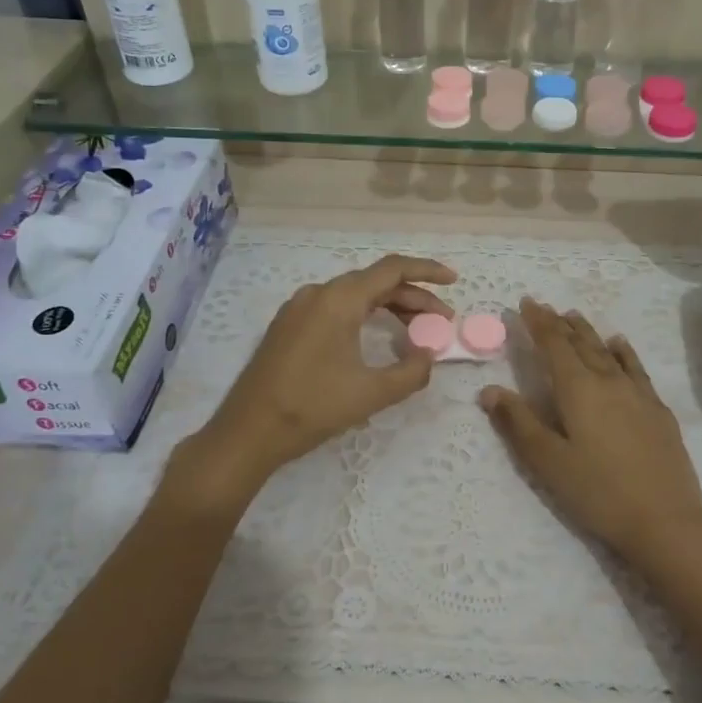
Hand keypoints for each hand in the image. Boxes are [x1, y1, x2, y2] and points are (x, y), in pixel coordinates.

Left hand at [179, 255, 455, 504]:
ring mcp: (298, 308)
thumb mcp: (372, 393)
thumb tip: (428, 356)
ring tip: (416, 330)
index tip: (454, 282)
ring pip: (354, 296)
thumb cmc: (312, 408)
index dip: (427, 272)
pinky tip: (376, 338)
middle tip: (441, 320)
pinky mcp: (288, 326)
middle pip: (375, 282)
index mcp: (339, 299)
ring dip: (389, 307)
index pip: (392, 269)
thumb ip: (411, 372)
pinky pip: (335, 308)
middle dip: (413, 297)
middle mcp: (318, 293)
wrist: (248, 432)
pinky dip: (364, 315)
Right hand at [480, 300, 701, 578]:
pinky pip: (636, 367)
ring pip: (608, 351)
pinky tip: (620, 344)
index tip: (526, 302)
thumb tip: (489, 389)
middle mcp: (608, 381)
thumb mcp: (548, 461)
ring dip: (588, 332)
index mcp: (578, 389)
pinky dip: (623, 351)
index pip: (553, 345)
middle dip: (560, 324)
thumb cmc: (597, 492)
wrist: (664, 520)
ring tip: (575, 316)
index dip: (538, 322)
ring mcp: (638, 393)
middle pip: (581, 343)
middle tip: (546, 307)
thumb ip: (518, 422)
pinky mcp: (658, 410)